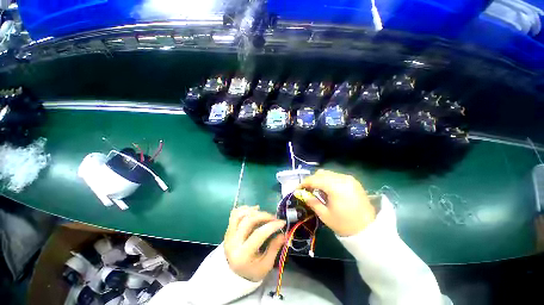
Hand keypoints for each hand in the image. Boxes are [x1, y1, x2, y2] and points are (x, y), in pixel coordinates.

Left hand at [224, 206, 285, 281]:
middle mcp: (233, 243)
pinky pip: (233, 215)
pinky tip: (252, 210)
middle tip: (273, 217)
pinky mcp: (228, 231)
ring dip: (252, 210)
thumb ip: (274, 248)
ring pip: (239, 215)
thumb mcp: (266, 265)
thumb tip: (284, 234)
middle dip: (263, 216)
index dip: (271, 226)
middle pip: (248, 221)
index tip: (282, 222)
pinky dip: (243, 209)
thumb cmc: (252, 271)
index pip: (258, 234)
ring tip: (262, 211)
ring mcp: (228, 236)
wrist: (233, 275)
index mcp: (243, 255)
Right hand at [299, 169, 375, 236]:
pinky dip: (329, 180)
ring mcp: (349, 178)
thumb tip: (303, 194)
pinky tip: (328, 190)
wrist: (369, 230)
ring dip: (320, 179)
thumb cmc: (345, 224)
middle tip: (307, 190)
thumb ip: (312, 202)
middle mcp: (342, 178)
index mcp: (335, 187)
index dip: (304, 183)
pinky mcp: (353, 181)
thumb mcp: (325, 215)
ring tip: (317, 190)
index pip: (314, 179)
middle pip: (321, 173)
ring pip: (328, 173)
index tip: (297, 188)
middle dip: (312, 180)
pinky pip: (336, 176)